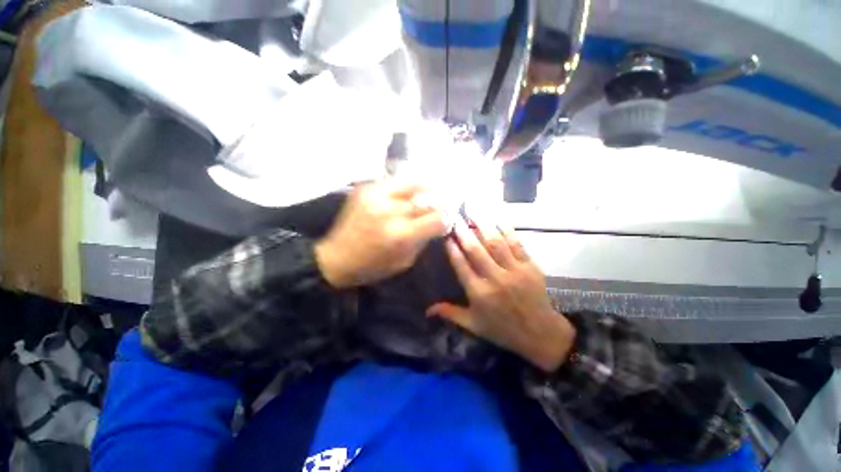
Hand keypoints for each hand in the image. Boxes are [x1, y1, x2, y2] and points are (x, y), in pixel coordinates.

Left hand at [314, 180, 446, 288]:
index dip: (447, 219)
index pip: (436, 219)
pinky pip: (394, 182)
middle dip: (440, 204)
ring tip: (436, 188)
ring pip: (413, 185)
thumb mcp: (404, 261)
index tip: (448, 219)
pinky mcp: (366, 189)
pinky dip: (407, 185)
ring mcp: (376, 197)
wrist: (336, 257)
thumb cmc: (372, 266)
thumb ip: (422, 240)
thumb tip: (437, 223)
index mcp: (400, 235)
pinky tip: (413, 189)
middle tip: (446, 204)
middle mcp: (390, 212)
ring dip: (427, 189)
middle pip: (427, 201)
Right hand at [427, 219, 575, 372]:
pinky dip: (506, 229)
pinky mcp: (530, 266)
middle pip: (476, 250)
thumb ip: (450, 313)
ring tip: (473, 210)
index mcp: (479, 293)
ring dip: (483, 225)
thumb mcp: (474, 325)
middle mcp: (495, 279)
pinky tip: (497, 218)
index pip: (461, 265)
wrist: (541, 334)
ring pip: (495, 243)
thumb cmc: (503, 329)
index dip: (452, 248)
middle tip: (454, 216)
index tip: (445, 234)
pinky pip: (516, 243)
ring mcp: (514, 271)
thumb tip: (427, 310)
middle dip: (463, 231)